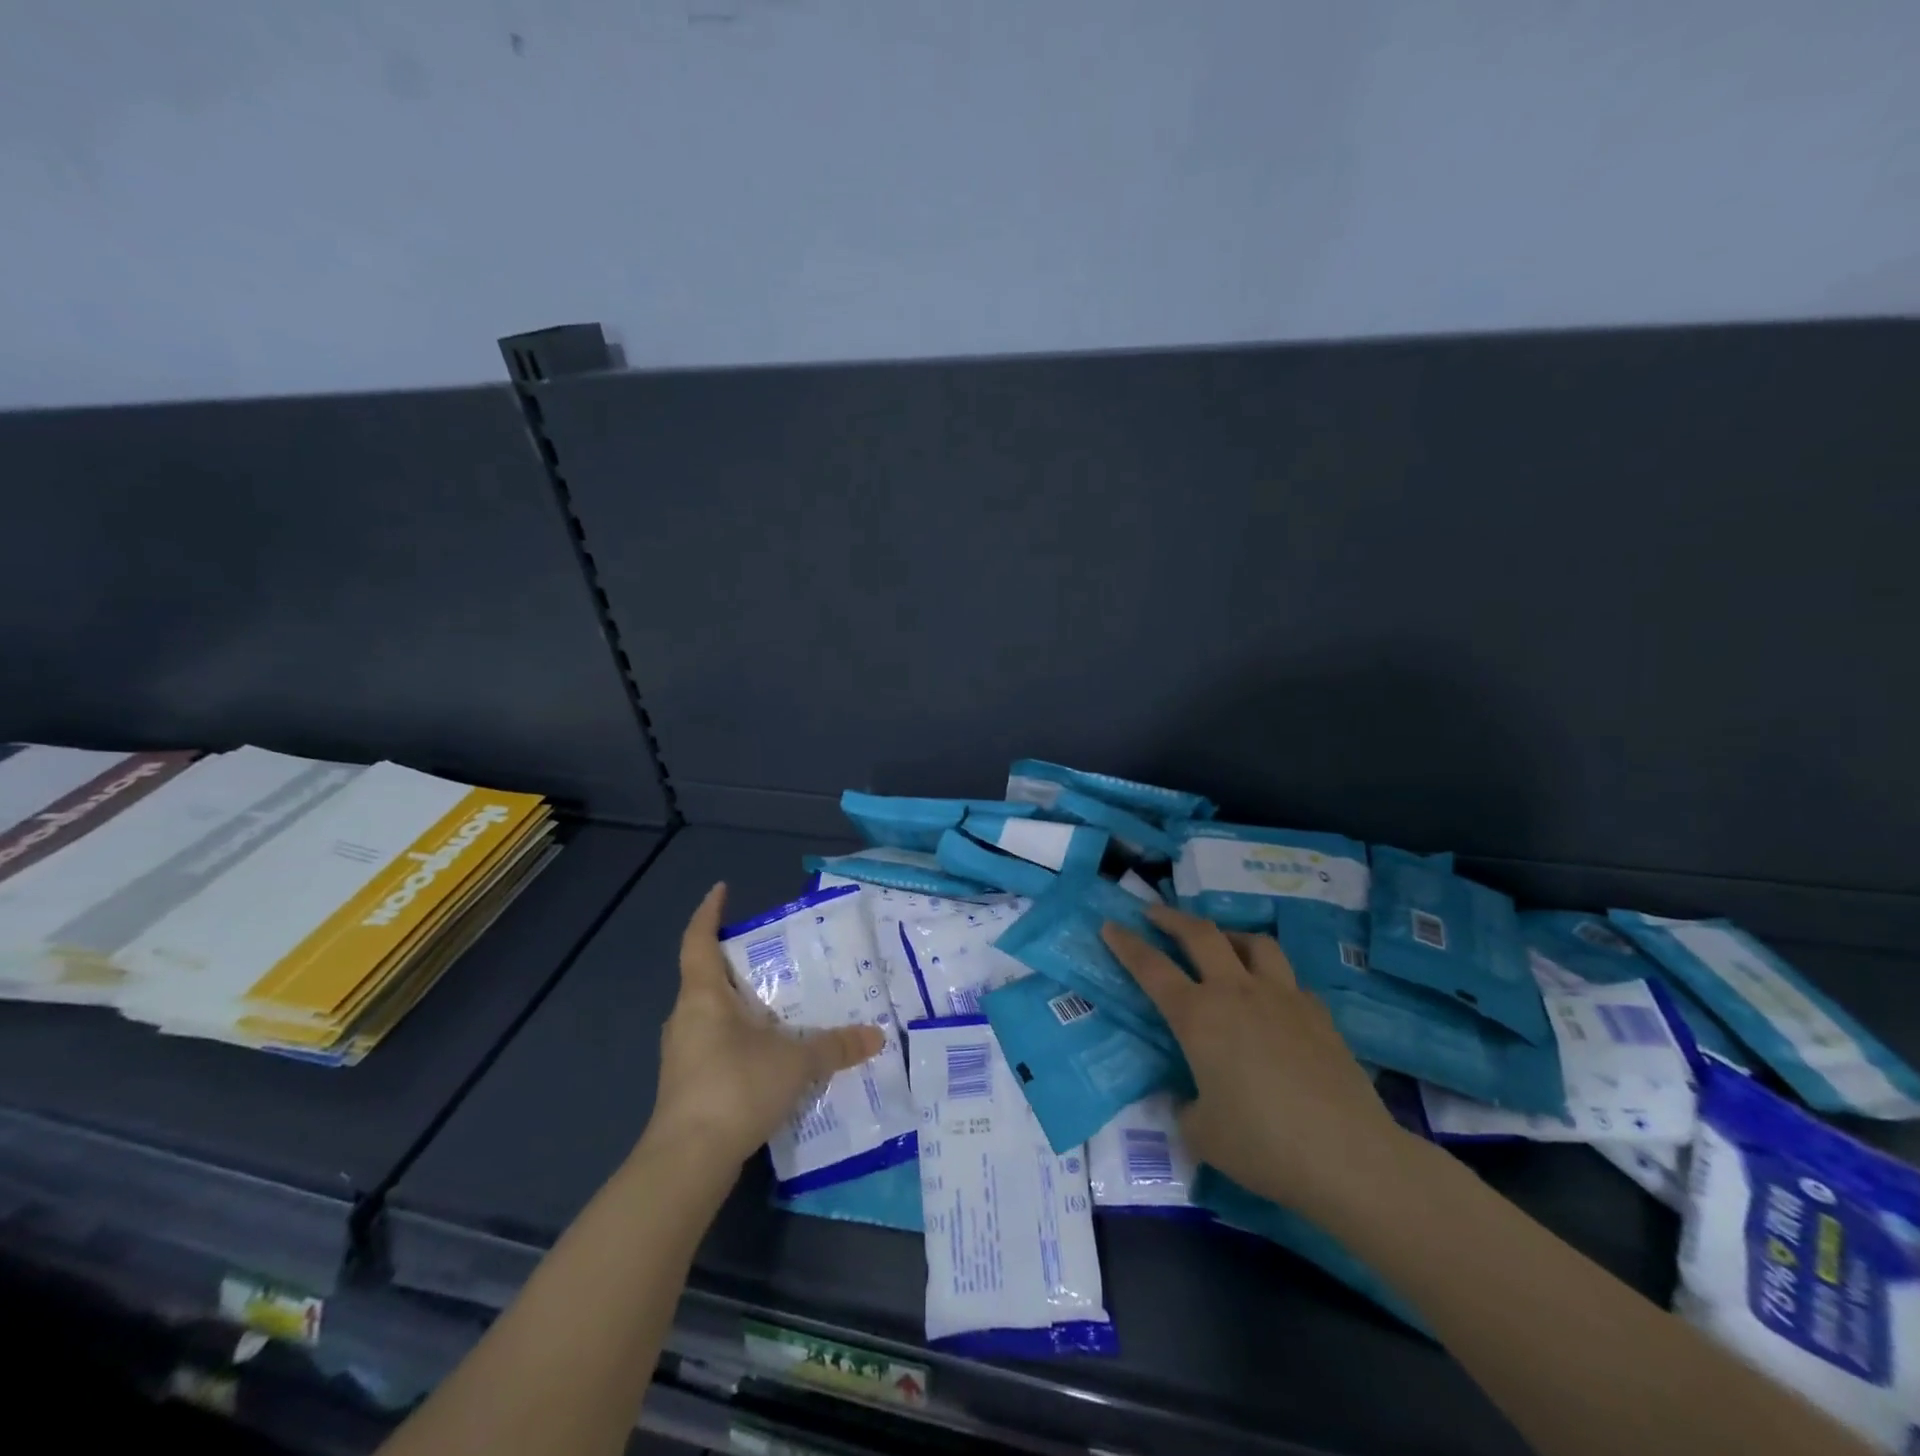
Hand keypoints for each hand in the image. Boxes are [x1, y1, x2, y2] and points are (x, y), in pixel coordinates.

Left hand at [647, 883, 884, 1168]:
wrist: (687, 1161)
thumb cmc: (735, 1088)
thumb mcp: (796, 1062)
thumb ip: (836, 1046)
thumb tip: (877, 1035)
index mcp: (703, 996)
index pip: (698, 940)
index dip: (708, 912)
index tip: (721, 890)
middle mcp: (686, 1017)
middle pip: (706, 976)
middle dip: (736, 961)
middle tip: (775, 954)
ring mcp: (682, 1053)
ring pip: (711, 1013)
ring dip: (739, 1003)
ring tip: (780, 1002)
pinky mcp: (687, 1084)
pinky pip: (715, 1043)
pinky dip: (739, 1036)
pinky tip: (769, 1051)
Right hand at [1100, 905, 1406, 1219]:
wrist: (1349, 1157)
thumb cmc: (1263, 1145)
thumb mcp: (1201, 1134)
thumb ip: (1186, 1107)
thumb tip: (1191, 1097)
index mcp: (1198, 1017)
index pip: (1151, 967)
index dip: (1126, 944)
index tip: (1109, 926)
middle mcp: (1236, 993)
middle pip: (1200, 934)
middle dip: (1171, 918)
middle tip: (1154, 914)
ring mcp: (1282, 997)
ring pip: (1252, 942)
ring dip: (1228, 935)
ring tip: (1220, 942)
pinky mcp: (1318, 1013)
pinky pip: (1288, 979)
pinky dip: (1270, 976)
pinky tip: (1270, 998)